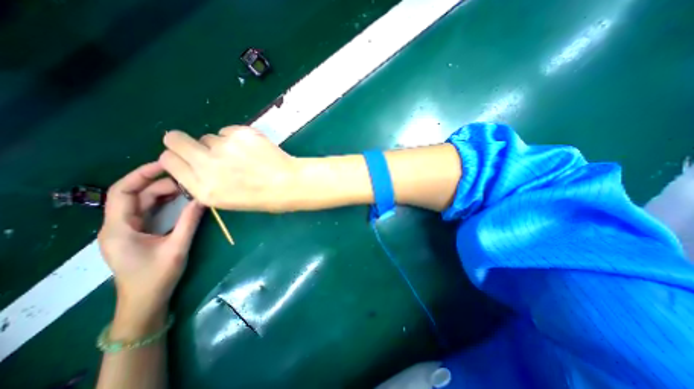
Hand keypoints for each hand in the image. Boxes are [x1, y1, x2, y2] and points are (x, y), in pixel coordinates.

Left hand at [96, 162, 202, 325]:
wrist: (145, 301)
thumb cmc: (157, 276)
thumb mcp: (177, 247)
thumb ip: (189, 221)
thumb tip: (203, 199)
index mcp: (119, 228)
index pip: (122, 192)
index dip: (141, 175)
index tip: (165, 164)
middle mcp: (119, 225)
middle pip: (137, 195)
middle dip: (162, 184)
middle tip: (189, 180)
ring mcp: (129, 229)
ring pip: (145, 202)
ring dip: (166, 193)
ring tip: (189, 188)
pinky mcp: (140, 233)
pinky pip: (151, 211)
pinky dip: (166, 203)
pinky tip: (182, 200)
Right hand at [162, 126, 306, 211]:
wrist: (289, 183)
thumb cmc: (263, 197)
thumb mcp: (227, 200)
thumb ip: (205, 182)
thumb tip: (194, 164)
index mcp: (203, 188)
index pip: (169, 160)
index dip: (178, 157)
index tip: (189, 158)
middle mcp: (207, 165)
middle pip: (175, 139)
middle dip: (185, 143)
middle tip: (208, 150)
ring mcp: (224, 147)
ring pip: (208, 136)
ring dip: (219, 144)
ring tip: (242, 156)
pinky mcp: (240, 133)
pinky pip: (228, 131)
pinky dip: (235, 138)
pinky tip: (252, 148)